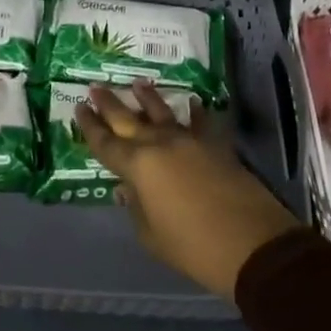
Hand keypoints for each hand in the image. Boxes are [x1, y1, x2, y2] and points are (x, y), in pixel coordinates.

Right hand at [77, 81, 299, 299]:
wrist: (251, 244)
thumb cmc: (193, 247)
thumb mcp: (152, 236)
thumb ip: (136, 208)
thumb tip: (128, 188)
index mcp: (138, 166)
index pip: (105, 143)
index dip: (90, 126)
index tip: (79, 108)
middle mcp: (160, 144)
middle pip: (128, 119)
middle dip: (110, 103)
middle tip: (95, 87)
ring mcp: (190, 141)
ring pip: (163, 112)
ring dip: (148, 98)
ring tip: (138, 83)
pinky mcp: (216, 145)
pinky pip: (201, 123)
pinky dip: (195, 112)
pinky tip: (192, 102)